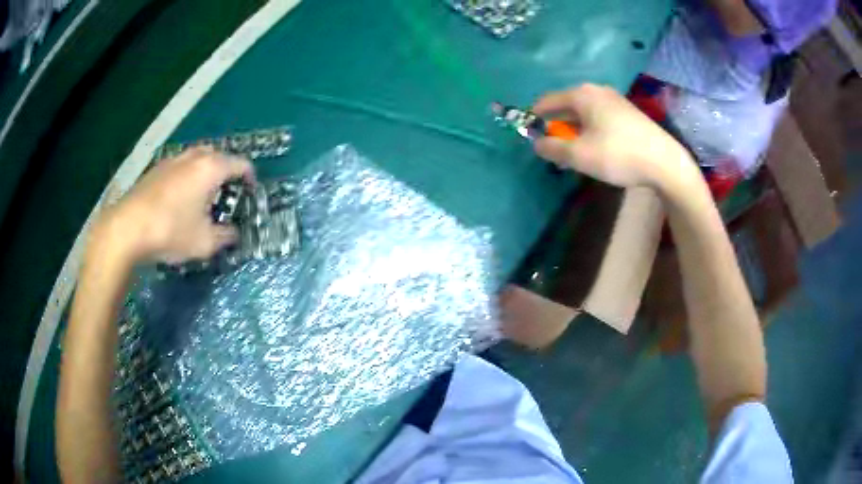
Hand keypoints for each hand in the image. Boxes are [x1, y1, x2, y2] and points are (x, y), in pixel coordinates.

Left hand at [93, 147, 254, 263]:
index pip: (241, 164)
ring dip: (206, 172)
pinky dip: (187, 176)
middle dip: (227, 173)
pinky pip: (180, 166)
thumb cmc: (170, 231)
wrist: (127, 228)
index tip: (250, 193)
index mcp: (211, 168)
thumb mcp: (204, 242)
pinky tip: (179, 199)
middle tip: (226, 195)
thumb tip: (233, 234)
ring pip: (198, 158)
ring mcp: (173, 160)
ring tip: (203, 196)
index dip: (250, 178)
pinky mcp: (156, 169)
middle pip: (219, 156)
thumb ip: (225, 237)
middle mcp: (194, 157)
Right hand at [532, 84, 697, 190]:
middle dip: (557, 126)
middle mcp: (597, 91)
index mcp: (582, 95)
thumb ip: (552, 148)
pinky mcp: (628, 112)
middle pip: (566, 106)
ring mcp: (615, 100)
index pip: (547, 101)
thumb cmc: (618, 155)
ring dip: (574, 130)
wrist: (664, 162)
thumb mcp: (579, 155)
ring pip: (584, 113)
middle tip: (554, 148)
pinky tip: (596, 148)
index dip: (535, 118)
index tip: (530, 135)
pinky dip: (590, 130)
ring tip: (574, 152)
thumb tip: (537, 143)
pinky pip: (599, 117)